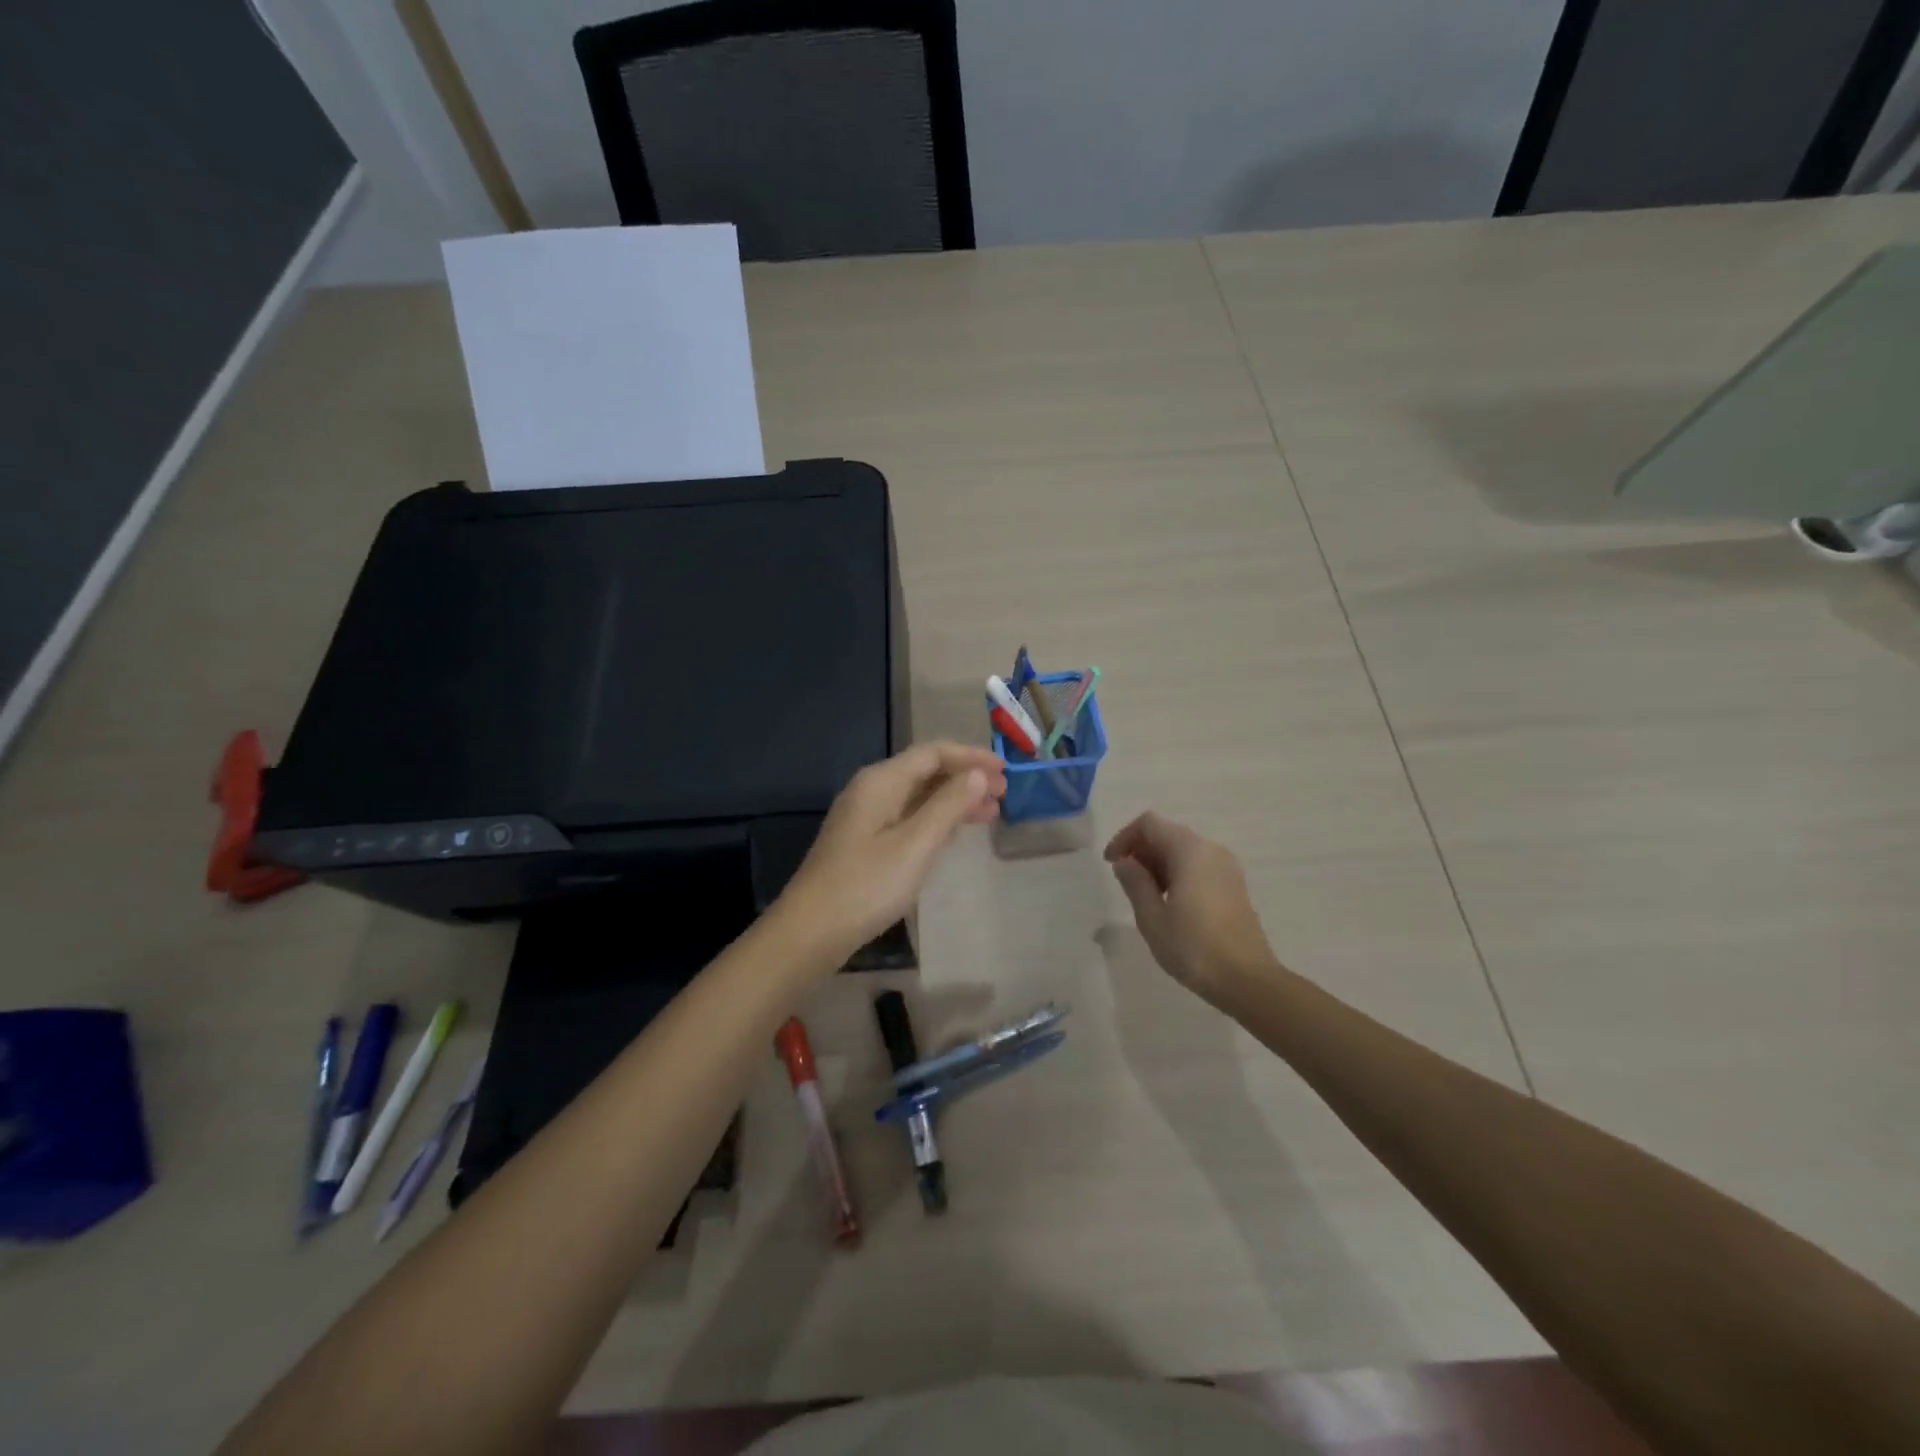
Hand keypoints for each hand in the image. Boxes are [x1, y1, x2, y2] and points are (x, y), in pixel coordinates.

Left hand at [782, 742, 1006, 958]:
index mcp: (881, 781)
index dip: (970, 757)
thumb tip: (978, 775)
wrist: (812, 930)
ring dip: (954, 800)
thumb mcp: (915, 844)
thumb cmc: (867, 885)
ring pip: (918, 796)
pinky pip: (908, 816)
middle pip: (925, 771)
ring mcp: (866, 816)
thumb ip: (948, 806)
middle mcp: (872, 789)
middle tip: (1003, 794)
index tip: (1005, 770)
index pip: (932, 753)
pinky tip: (955, 832)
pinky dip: (936, 819)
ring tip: (990, 814)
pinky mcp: (865, 841)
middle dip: (965, 778)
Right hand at [1105, 811, 1277, 1002]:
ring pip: (1184, 850)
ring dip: (1159, 864)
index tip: (1111, 864)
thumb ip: (1135, 882)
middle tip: (1126, 883)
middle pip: (1168, 834)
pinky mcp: (1234, 886)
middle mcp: (1211, 850)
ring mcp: (1227, 867)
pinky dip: (1178, 873)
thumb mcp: (1152, 918)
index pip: (1149, 824)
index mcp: (1190, 851)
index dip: (1124, 838)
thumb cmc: (1194, 948)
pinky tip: (1170, 904)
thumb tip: (1125, 862)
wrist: (1248, 981)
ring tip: (1146, 896)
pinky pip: (1199, 866)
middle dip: (1141, 851)